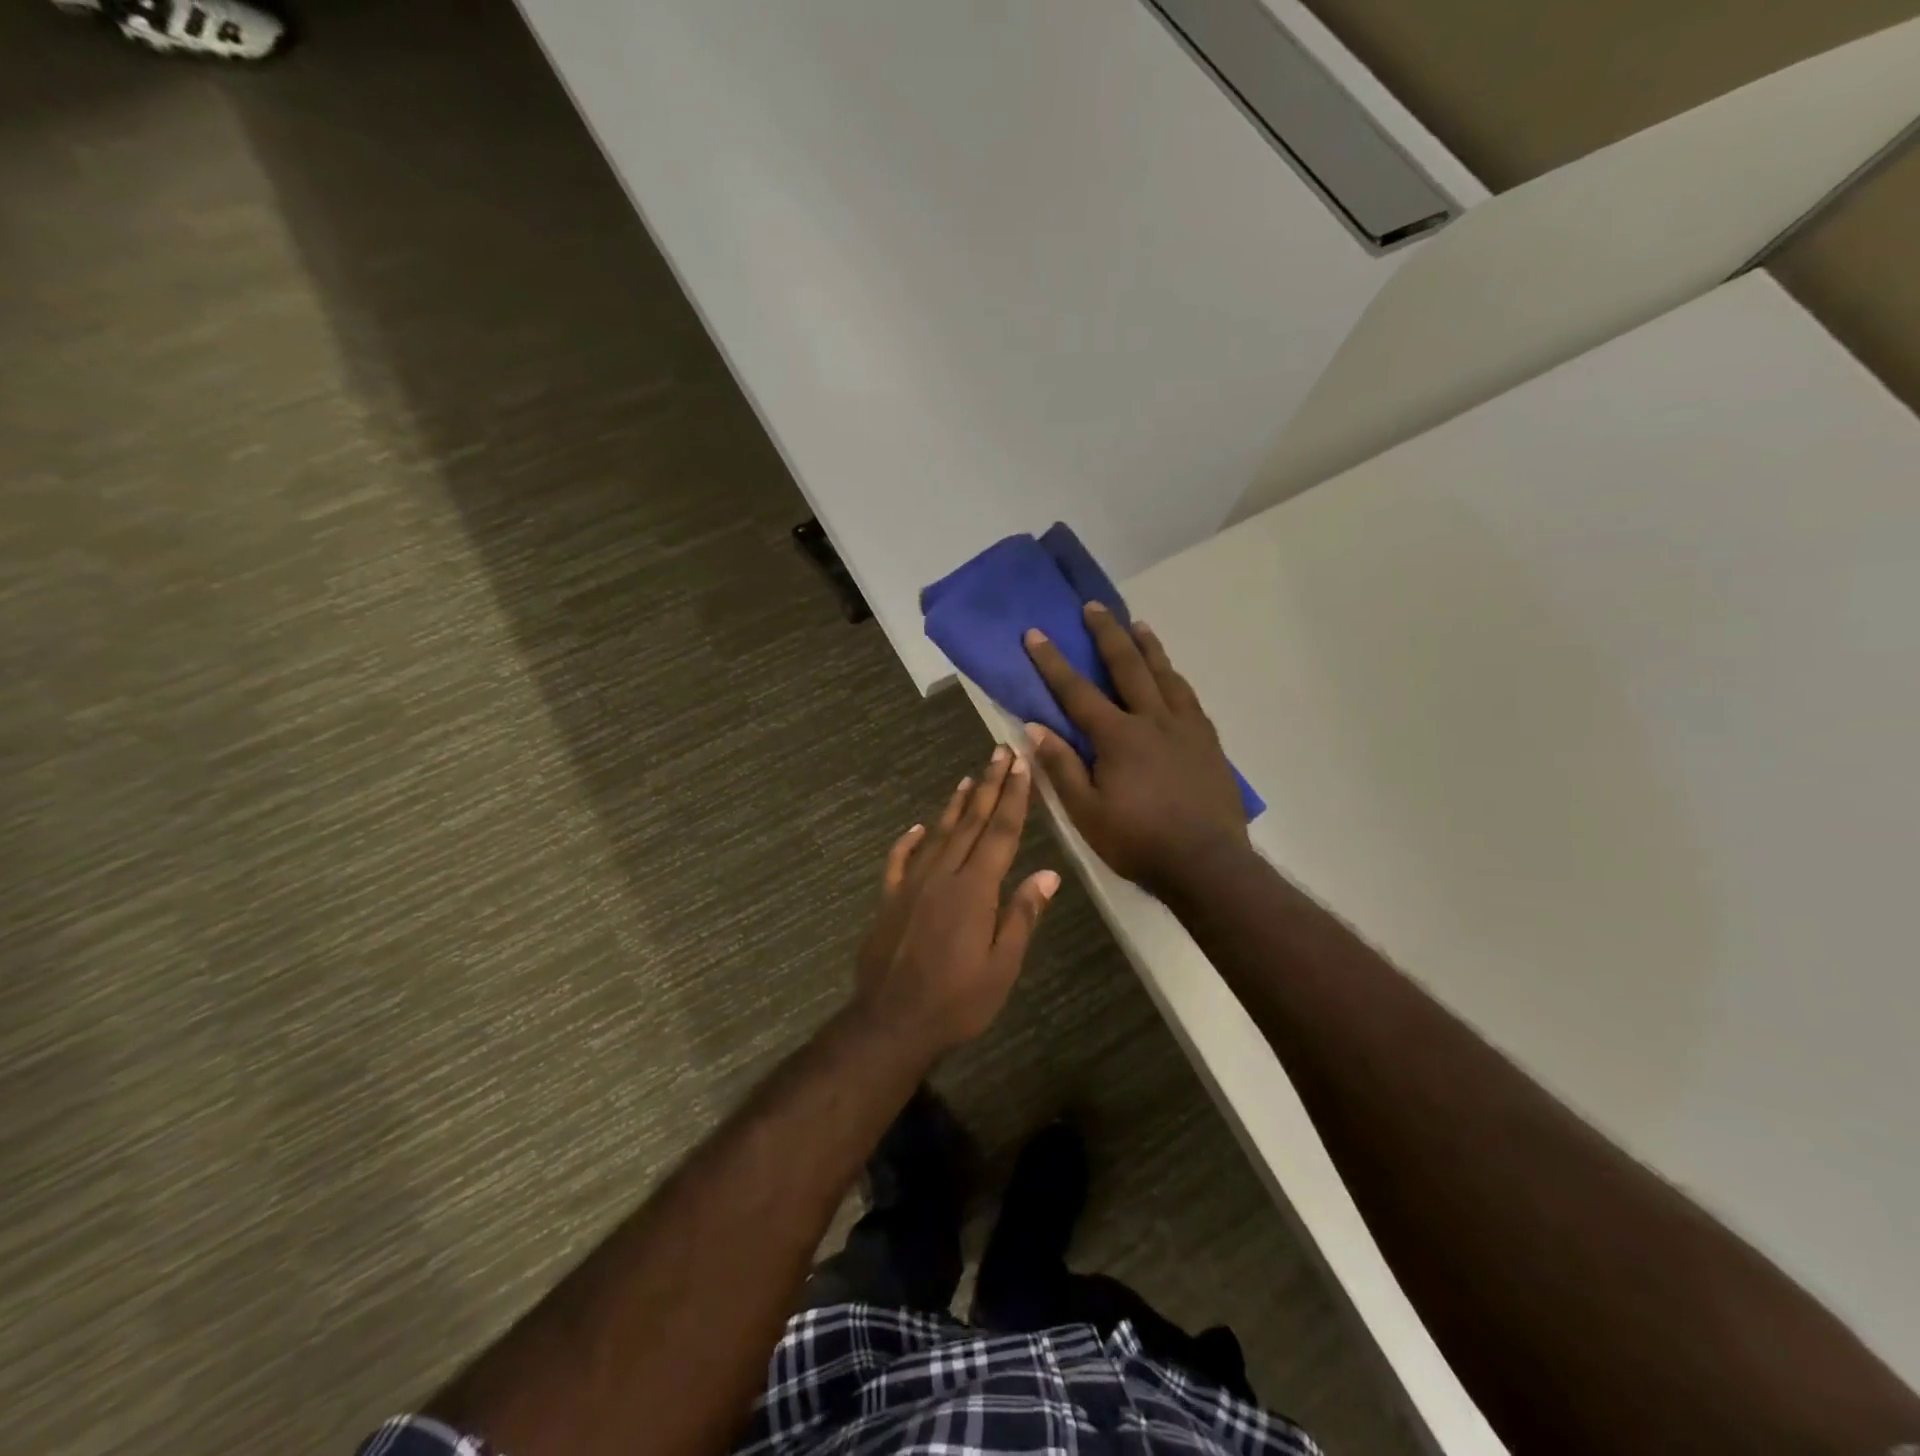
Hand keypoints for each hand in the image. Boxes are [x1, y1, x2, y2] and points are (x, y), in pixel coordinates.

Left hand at [854, 746, 1060, 1053]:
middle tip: (1000, 752)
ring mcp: (911, 884)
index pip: (1001, 833)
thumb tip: (1049, 873)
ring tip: (969, 777)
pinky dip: (909, 840)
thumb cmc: (957, 1002)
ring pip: (938, 833)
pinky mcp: (889, 898)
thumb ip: (1022, 916)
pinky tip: (918, 827)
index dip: (1014, 797)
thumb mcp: (1002, 967)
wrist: (891, 1022)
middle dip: (989, 786)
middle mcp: (943, 875)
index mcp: (975, 890)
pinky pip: (900, 859)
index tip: (1021, 766)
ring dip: (956, 804)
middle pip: (972, 823)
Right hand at [1023, 602, 1248, 895]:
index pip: (1077, 691)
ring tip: (1138, 625)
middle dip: (1107, 634)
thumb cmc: (1138, 841)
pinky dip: (1175, 678)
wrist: (1207, 863)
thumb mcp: (1086, 813)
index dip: (1053, 661)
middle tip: (1094, 607)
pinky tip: (1173, 676)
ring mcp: (1186, 728)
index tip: (1035, 633)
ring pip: (1165, 675)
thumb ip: (1061, 767)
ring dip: (1148, 647)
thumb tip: (1036, 728)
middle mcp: (1153, 720)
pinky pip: (1189, 698)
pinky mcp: (1208, 742)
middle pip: (1127, 667)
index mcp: (1118, 737)